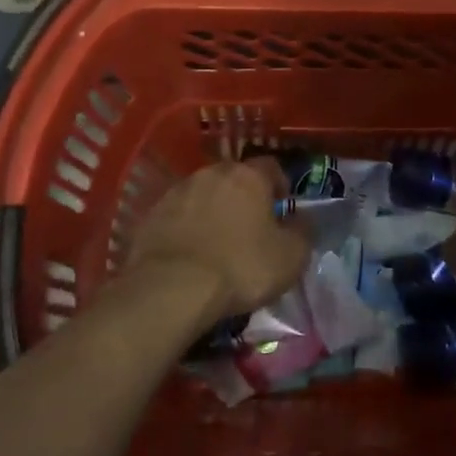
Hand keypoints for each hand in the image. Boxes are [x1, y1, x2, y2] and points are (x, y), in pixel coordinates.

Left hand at [125, 160, 308, 319]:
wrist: (171, 288)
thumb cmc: (241, 267)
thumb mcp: (291, 257)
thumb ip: (302, 232)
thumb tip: (301, 219)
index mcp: (248, 176)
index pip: (271, 166)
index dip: (280, 185)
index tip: (283, 207)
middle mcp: (212, 173)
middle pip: (234, 178)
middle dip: (244, 197)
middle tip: (251, 226)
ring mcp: (178, 191)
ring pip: (204, 194)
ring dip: (213, 210)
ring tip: (218, 241)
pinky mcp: (152, 214)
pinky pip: (178, 215)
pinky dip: (187, 227)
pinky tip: (190, 252)